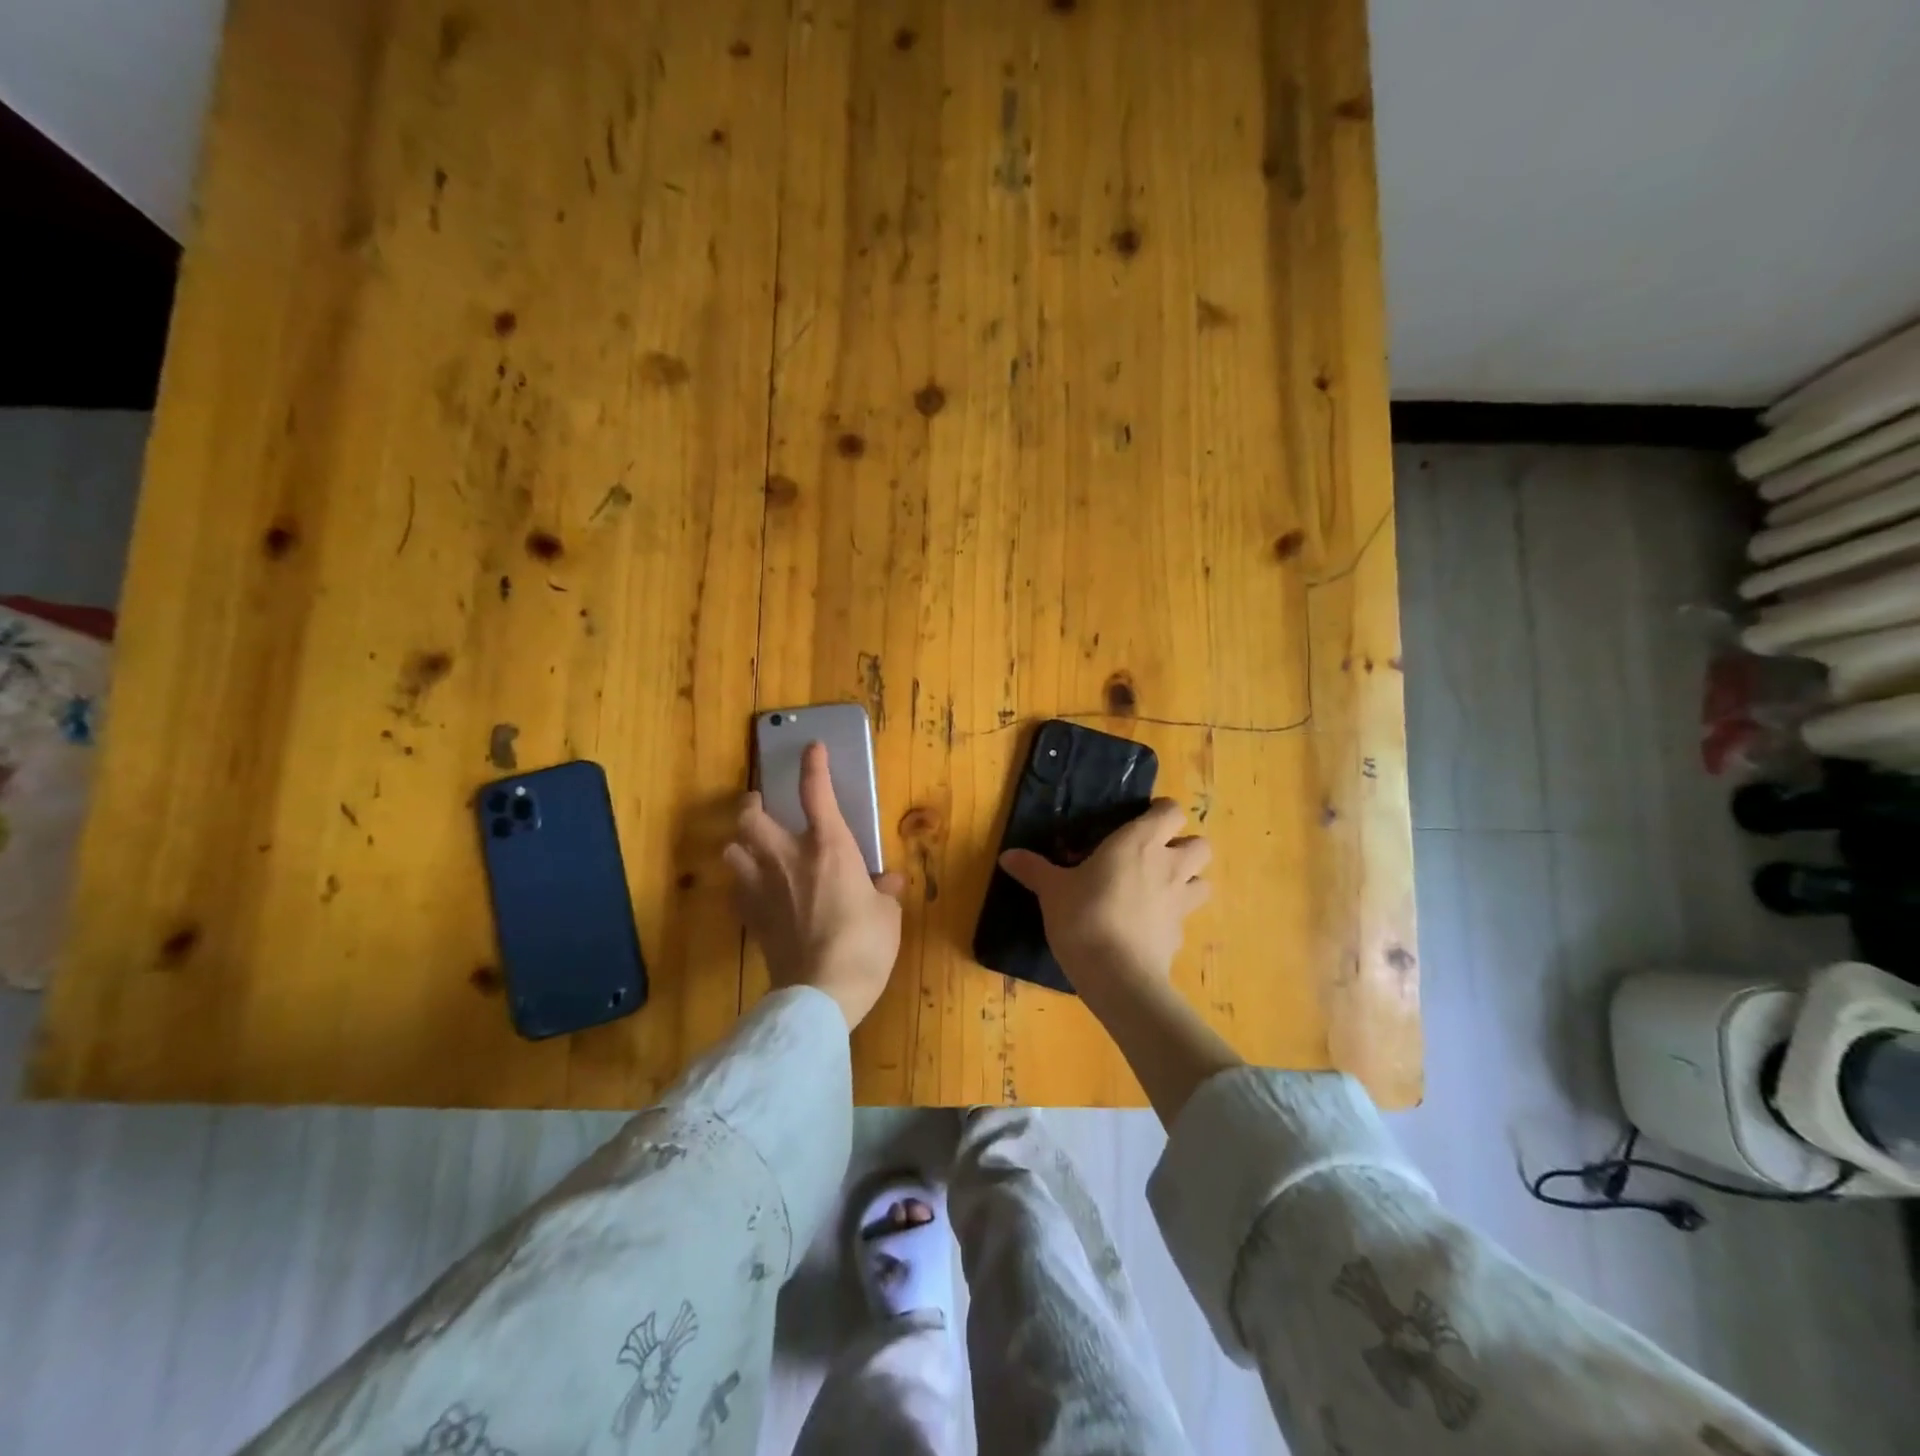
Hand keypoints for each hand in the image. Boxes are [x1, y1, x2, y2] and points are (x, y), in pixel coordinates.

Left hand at [725, 741, 906, 1029]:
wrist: (822, 991)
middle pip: (751, 817)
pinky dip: (741, 883)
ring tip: (751, 847)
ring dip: (739, 844)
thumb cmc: (864, 944)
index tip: (812, 747)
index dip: (813, 765)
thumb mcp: (887, 914)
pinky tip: (752, 890)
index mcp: (828, 847)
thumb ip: (884, 891)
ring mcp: (762, 888)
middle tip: (760, 803)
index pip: (816, 793)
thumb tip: (887, 882)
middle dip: (752, 804)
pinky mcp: (750, 918)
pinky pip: (735, 889)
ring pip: (732, 850)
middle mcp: (788, 858)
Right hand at [997, 798, 1210, 986]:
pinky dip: (1171, 917)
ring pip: (1203, 881)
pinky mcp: (1180, 935)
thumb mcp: (1052, 890)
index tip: (1140, 821)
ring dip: (1188, 881)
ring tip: (1159, 889)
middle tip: (1155, 856)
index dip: (1161, 813)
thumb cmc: (1084, 916)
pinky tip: (1147, 926)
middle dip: (1184, 847)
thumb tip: (1006, 856)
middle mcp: (1168, 866)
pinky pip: (1185, 917)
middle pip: (1201, 844)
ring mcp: (1180, 902)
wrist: (1116, 975)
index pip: (1171, 811)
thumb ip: (1034, 869)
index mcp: (1140, 842)